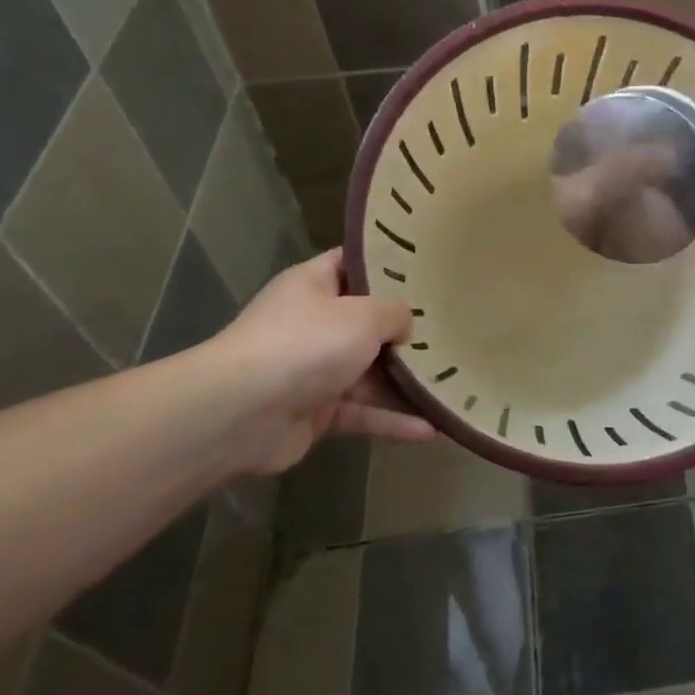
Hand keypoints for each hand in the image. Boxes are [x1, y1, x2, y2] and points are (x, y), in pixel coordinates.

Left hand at [212, 250, 433, 474]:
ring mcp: (314, 370)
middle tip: (453, 328)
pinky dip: (392, 421)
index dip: (388, 264)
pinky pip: (363, 413)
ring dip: (406, 382)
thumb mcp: (363, 315)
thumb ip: (395, 314)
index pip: (354, 263)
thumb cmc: (305, 344)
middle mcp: (313, 323)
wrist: (241, 414)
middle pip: (367, 323)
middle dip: (407, 330)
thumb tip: (404, 327)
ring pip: (369, 373)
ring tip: (451, 383)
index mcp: (314, 285)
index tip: (428, 267)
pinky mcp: (317, 413)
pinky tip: (431, 430)